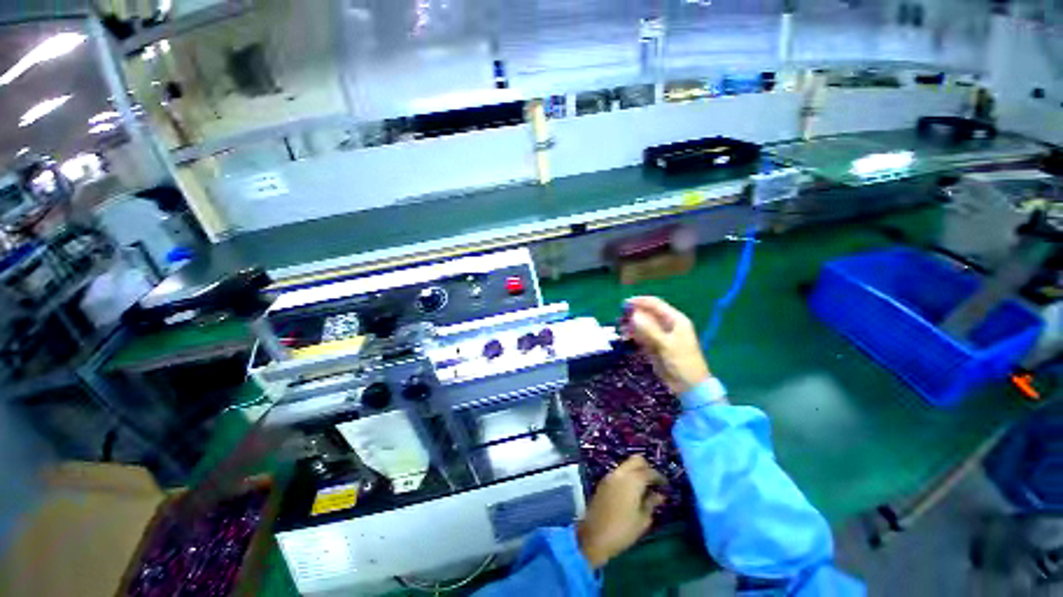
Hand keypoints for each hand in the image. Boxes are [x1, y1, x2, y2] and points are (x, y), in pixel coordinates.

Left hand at [577, 455, 665, 568]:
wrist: (594, 536)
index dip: (659, 477)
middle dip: (647, 467)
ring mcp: (610, 476)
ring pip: (626, 465)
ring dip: (636, 471)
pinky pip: (619, 472)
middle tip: (654, 482)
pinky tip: (632, 491)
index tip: (666, 485)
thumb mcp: (643, 520)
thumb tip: (660, 495)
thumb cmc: (623, 531)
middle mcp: (620, 473)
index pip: (649, 471)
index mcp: (632, 480)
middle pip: (636, 460)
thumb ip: (651, 503)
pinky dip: (628, 476)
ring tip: (644, 488)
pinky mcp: (603, 482)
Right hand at [623, 296, 712, 395]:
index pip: (655, 304)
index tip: (624, 304)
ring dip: (631, 325)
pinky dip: (633, 335)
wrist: (689, 386)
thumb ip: (649, 329)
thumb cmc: (681, 362)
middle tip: (620, 319)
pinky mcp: (654, 345)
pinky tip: (625, 337)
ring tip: (621, 330)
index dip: (640, 301)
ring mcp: (660, 335)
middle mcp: (667, 324)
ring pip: (642, 325)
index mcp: (675, 320)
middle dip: (633, 314)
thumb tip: (633, 315)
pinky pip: (641, 335)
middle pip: (647, 313)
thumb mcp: (665, 344)